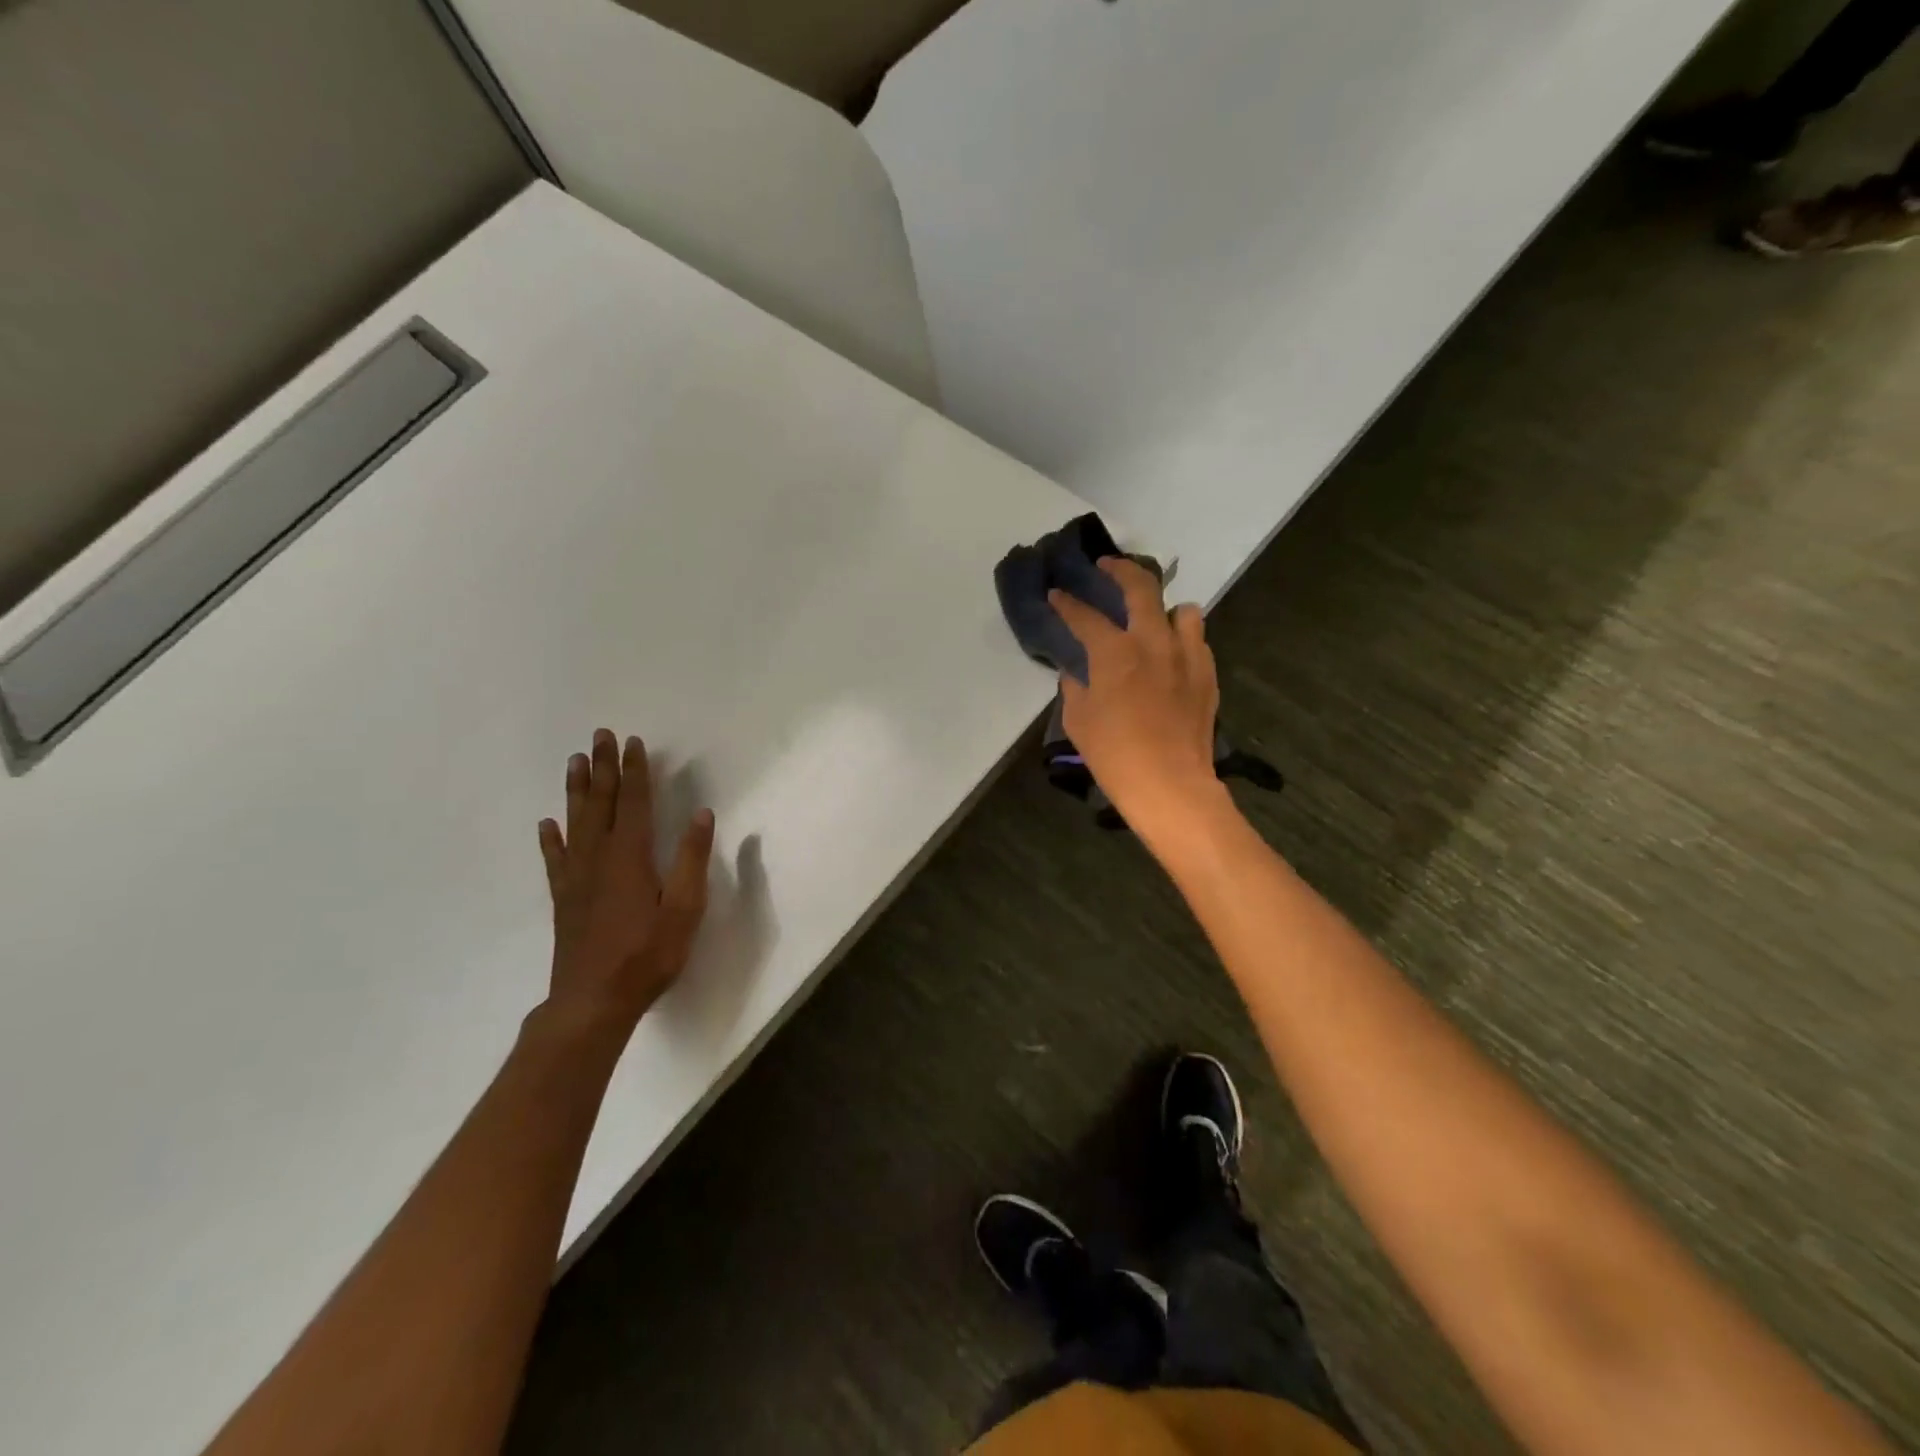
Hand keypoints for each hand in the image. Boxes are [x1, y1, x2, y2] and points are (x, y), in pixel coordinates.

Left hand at [537, 729, 714, 1032]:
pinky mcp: (565, 898)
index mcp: (631, 856)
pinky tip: (547, 824)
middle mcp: (599, 858)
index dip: (635, 771)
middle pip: (601, 803)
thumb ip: (692, 860)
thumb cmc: (648, 954)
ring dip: (577, 790)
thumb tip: (701, 814)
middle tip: (599, 736)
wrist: (593, 1001)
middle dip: (603, 768)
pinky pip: (556, 859)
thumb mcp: (685, 909)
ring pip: (575, 823)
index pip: (635, 802)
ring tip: (575, 761)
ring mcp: (577, 878)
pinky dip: (551, 838)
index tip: (633, 742)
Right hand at [1050, 559, 1222, 838]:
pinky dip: (1182, 639)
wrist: (1170, 785)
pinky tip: (1172, 656)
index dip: (1067, 603)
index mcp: (1115, 652)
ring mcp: (1187, 655)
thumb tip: (1077, 671)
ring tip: (1153, 619)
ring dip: (1165, 608)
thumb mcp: (1078, 720)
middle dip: (1119, 570)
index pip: (1084, 615)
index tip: (1057, 594)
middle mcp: (1153, 641)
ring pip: (1184, 610)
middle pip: (1141, 587)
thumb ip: (1075, 686)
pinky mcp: (1207, 675)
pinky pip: (1197, 641)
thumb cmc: (1114, 755)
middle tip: (1107, 568)